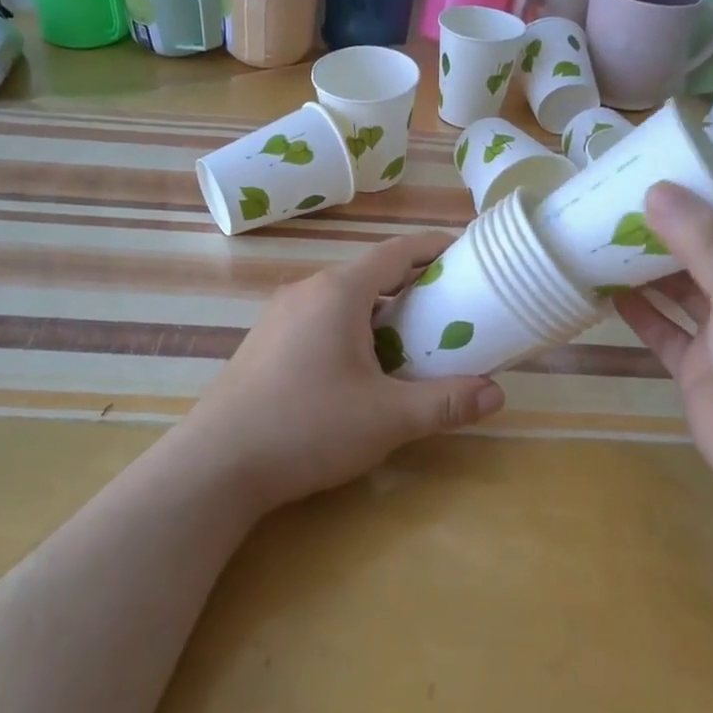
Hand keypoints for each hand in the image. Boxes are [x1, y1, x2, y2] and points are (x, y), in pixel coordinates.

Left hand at [182, 232, 505, 510]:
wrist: (215, 465)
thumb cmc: (307, 427)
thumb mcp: (386, 418)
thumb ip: (445, 403)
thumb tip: (497, 395)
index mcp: (338, 291)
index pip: (397, 251)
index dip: (434, 247)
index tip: (466, 252)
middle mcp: (307, 290)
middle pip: (370, 273)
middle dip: (412, 284)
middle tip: (449, 307)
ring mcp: (279, 314)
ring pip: (342, 298)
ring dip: (380, 309)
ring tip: (411, 339)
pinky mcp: (264, 341)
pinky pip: (319, 318)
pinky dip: (351, 326)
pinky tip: (359, 366)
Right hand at [612, 159, 712, 514]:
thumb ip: (703, 242)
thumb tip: (656, 188)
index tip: (674, 152)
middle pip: (712, 238)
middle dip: (671, 216)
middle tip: (620, 190)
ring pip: (681, 282)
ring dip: (647, 261)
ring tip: (600, 231)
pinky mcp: (699, 364)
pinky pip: (662, 327)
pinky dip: (636, 310)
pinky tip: (602, 289)